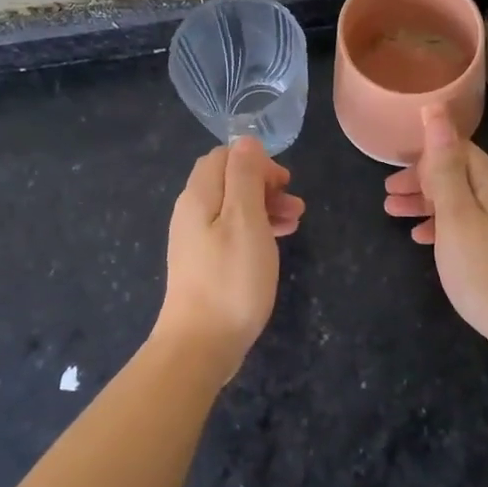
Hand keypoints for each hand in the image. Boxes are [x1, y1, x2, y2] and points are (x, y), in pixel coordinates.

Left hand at [156, 138, 304, 381]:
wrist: (201, 344)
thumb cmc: (231, 279)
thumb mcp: (245, 220)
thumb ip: (245, 176)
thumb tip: (246, 141)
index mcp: (199, 195)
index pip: (224, 156)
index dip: (256, 162)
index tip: (283, 183)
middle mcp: (191, 211)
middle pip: (229, 181)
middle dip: (264, 184)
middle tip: (294, 204)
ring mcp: (195, 239)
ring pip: (233, 207)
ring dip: (265, 207)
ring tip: (295, 223)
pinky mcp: (204, 263)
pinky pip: (231, 232)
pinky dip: (256, 229)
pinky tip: (276, 243)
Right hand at [384, 105, 487, 365]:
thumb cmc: (485, 269)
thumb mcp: (456, 214)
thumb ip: (444, 165)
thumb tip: (436, 110)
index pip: (458, 150)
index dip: (425, 153)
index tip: (393, 166)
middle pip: (459, 175)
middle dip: (421, 180)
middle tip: (388, 194)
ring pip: (461, 202)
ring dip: (427, 203)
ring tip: (393, 213)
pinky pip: (468, 226)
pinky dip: (442, 226)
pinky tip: (423, 239)